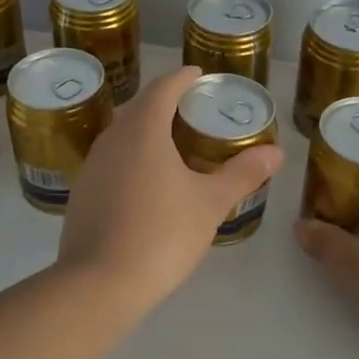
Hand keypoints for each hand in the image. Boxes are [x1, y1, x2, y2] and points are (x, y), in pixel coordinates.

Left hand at [58, 66, 284, 311]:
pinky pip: (110, 160)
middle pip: (139, 107)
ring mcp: (92, 165)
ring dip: (145, 129)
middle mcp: (112, 138)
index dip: (182, 77)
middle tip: (191, 109)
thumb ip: (243, 174)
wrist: (99, 283)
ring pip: (121, 134)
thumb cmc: (162, 233)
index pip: (163, 88)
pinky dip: (130, 157)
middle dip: (164, 102)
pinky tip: (144, 181)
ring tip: (170, 143)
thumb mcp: (210, 203)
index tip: (198, 74)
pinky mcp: (81, 192)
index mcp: (143, 129)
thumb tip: (276, 152)